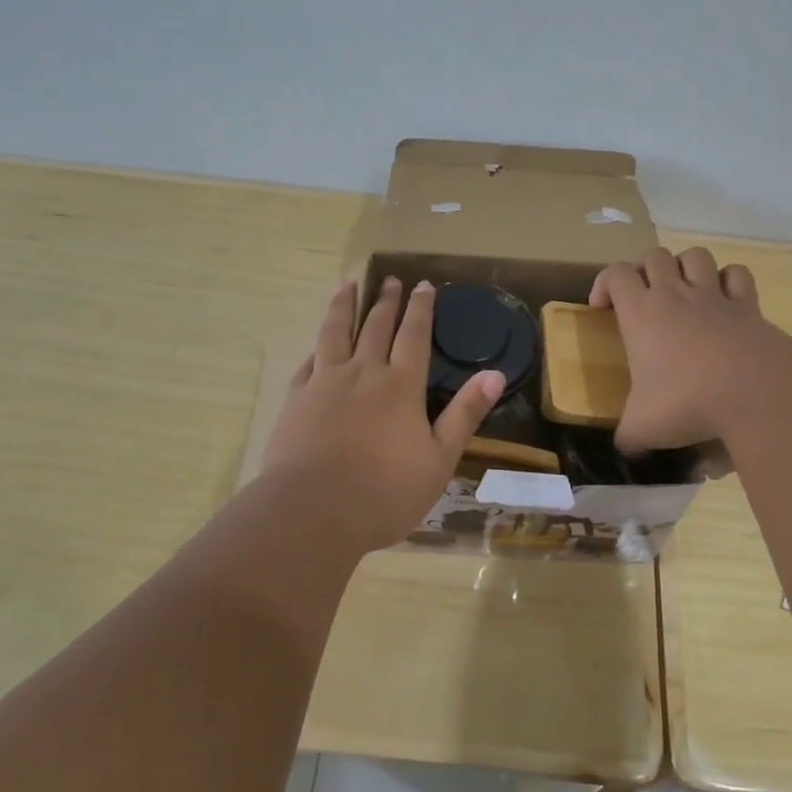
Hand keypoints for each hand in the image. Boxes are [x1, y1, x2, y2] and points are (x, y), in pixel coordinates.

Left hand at [263, 278, 502, 551]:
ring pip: (335, 333)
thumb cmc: (385, 492)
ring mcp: (325, 384)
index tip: (423, 284)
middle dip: (386, 301)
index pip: (415, 335)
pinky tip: (316, 344)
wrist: (314, 511)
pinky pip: (308, 364)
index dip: (421, 308)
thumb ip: (465, 414)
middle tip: (390, 280)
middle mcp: (364, 373)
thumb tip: (495, 373)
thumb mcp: (439, 459)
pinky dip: (316, 348)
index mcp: (401, 386)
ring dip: (343, 306)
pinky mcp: (296, 400)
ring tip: (346, 284)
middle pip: (376, 327)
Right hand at [591, 246, 791, 452]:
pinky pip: (737, 275)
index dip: (603, 283)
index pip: (614, 274)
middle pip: (654, 256)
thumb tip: (624, 449)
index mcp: (641, 312)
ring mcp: (714, 295)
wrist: (755, 391)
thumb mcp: (643, 427)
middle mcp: (675, 294)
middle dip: (644, 269)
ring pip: (695, 255)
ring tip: (683, 289)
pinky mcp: (749, 305)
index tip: (601, 308)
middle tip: (643, 296)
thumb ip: (628, 435)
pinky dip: (729, 280)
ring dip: (685, 266)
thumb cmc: (687, 401)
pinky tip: (725, 299)